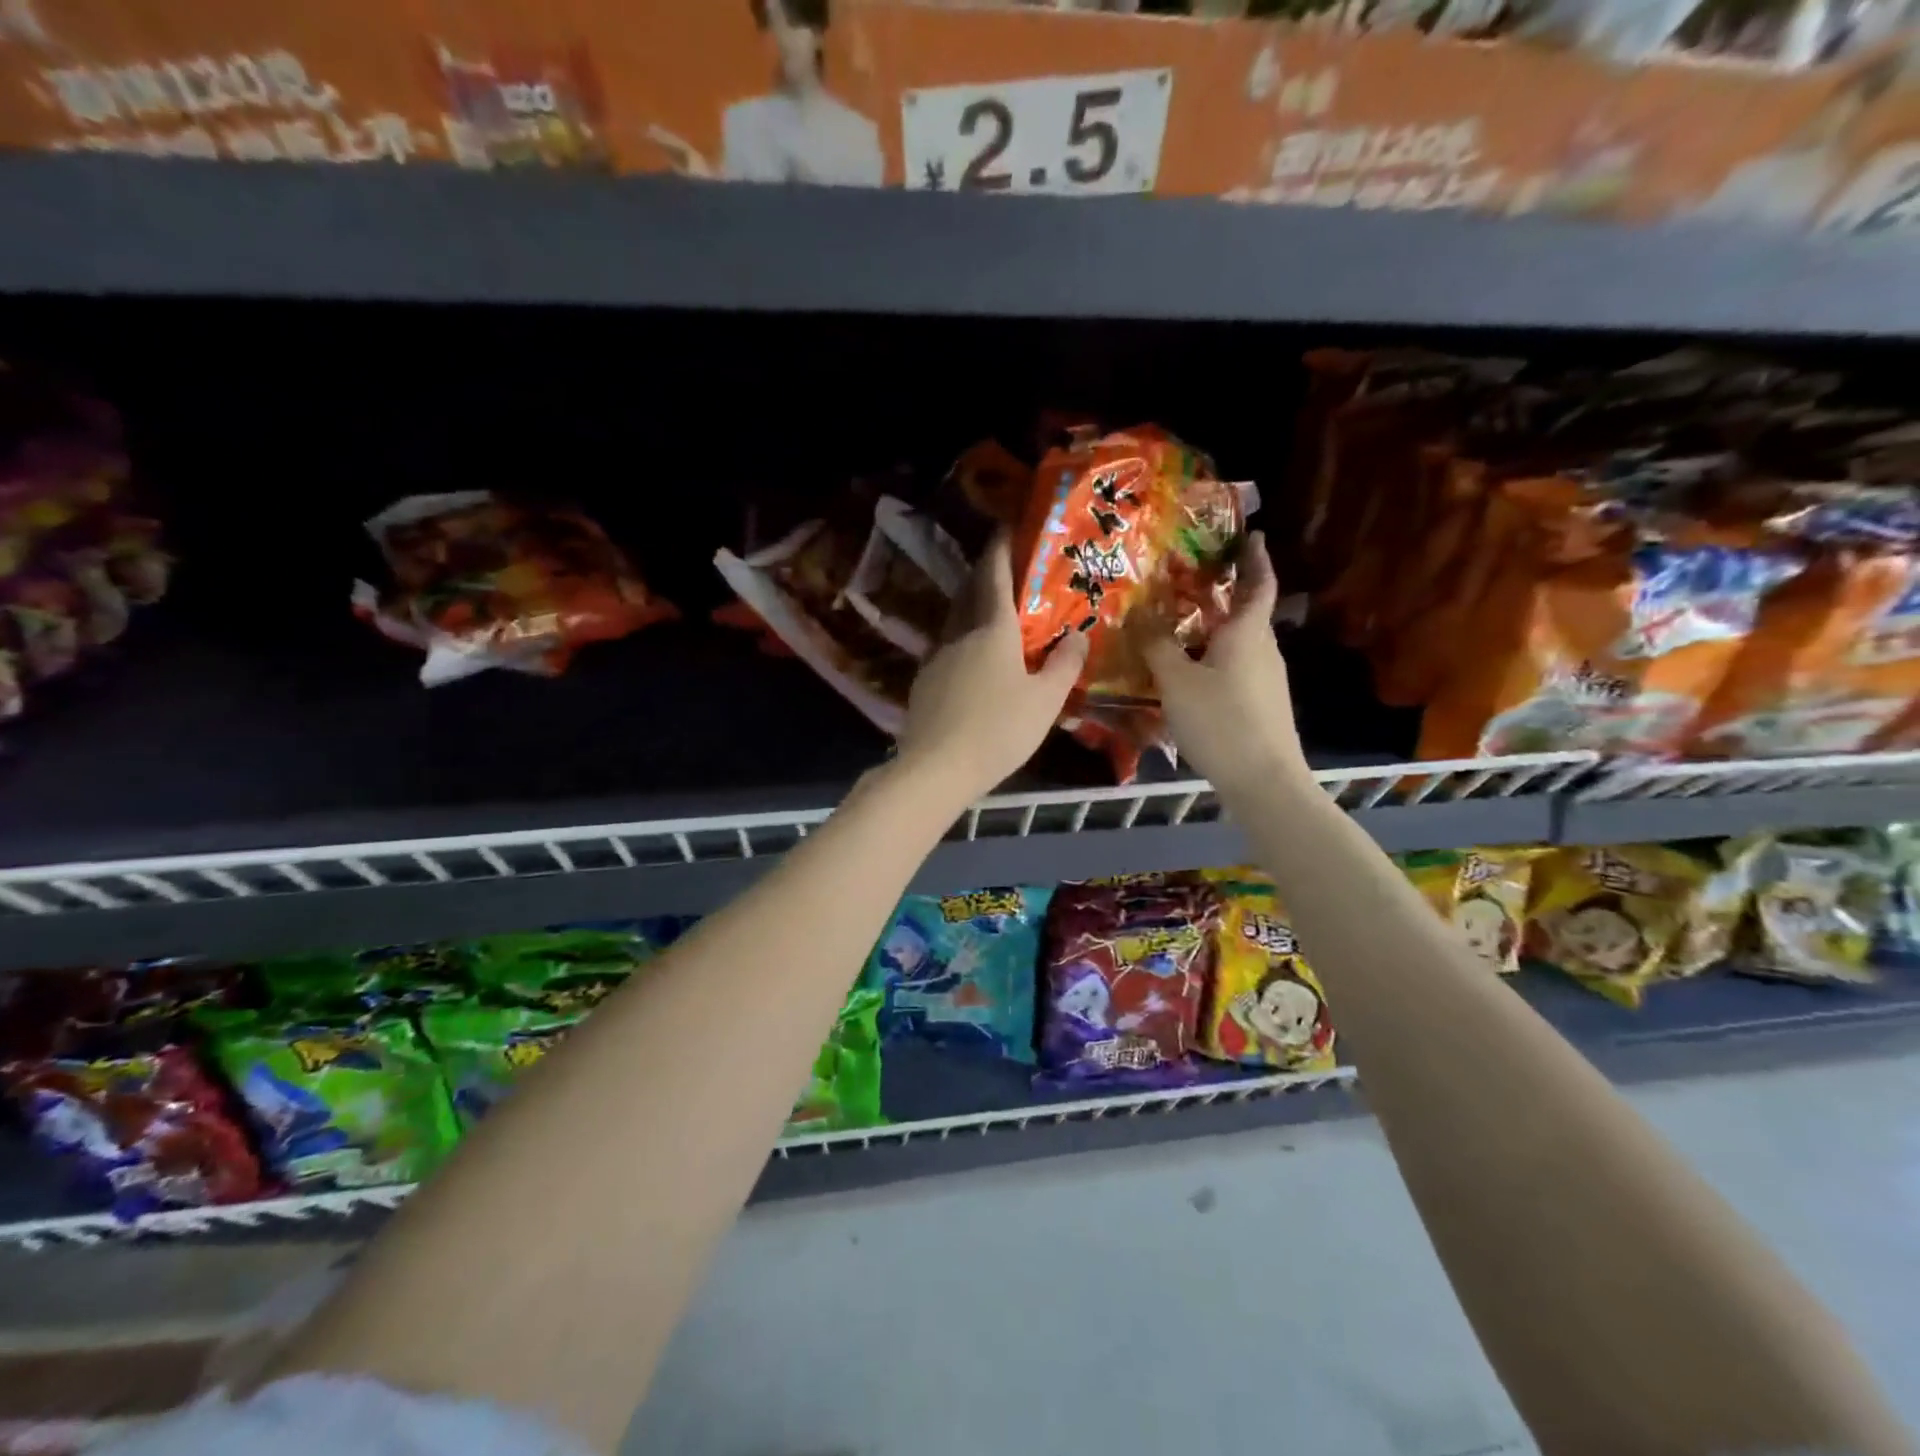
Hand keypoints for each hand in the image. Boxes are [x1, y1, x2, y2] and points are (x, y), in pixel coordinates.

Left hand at [895, 534, 1088, 805]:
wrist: (935, 769)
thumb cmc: (998, 731)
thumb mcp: (1045, 701)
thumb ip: (1065, 665)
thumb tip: (1079, 635)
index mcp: (992, 629)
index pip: (994, 574)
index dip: (1000, 546)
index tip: (1007, 525)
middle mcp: (959, 634)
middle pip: (970, 592)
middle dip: (986, 573)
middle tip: (1007, 567)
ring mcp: (936, 657)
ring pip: (957, 620)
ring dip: (973, 607)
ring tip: (995, 613)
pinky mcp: (924, 682)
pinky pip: (948, 648)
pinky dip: (964, 640)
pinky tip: (975, 661)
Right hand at [1134, 531, 1308, 793]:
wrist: (1263, 781)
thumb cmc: (1220, 721)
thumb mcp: (1177, 681)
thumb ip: (1157, 645)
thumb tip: (1141, 614)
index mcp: (1247, 632)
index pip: (1259, 584)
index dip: (1256, 558)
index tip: (1253, 536)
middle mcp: (1263, 649)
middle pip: (1247, 612)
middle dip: (1225, 593)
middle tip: (1192, 580)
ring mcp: (1267, 679)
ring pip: (1240, 642)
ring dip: (1216, 629)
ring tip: (1181, 626)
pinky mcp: (1262, 705)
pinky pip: (1236, 667)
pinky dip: (1215, 658)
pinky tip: (1190, 674)